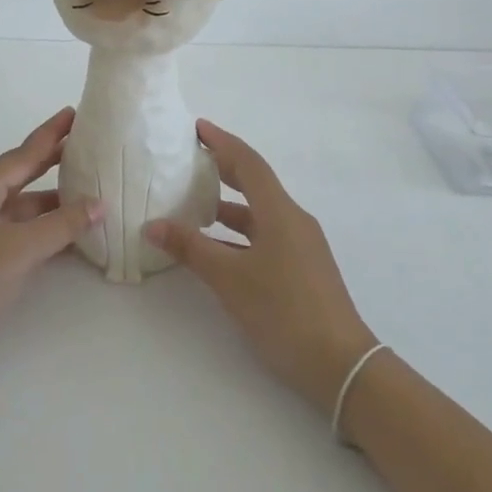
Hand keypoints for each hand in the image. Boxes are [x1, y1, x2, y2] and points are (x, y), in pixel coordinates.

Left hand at [0, 108, 102, 378]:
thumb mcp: (19, 251)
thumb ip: (61, 225)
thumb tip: (98, 203)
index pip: (23, 154)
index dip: (50, 134)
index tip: (74, 112)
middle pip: (20, 174)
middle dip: (52, 160)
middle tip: (86, 144)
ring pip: (20, 206)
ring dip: (51, 200)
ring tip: (88, 191)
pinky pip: (15, 230)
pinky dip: (40, 228)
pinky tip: (66, 233)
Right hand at [146, 120, 376, 414]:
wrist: (339, 363)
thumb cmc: (283, 310)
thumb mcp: (229, 278)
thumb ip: (190, 248)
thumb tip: (152, 225)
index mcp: (280, 213)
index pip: (248, 164)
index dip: (222, 142)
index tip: (197, 128)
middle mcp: (293, 221)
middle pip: (256, 184)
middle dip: (224, 169)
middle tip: (191, 159)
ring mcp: (300, 246)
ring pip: (259, 214)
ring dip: (228, 206)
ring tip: (193, 204)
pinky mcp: (300, 268)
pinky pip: (264, 237)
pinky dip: (237, 234)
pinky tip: (215, 248)